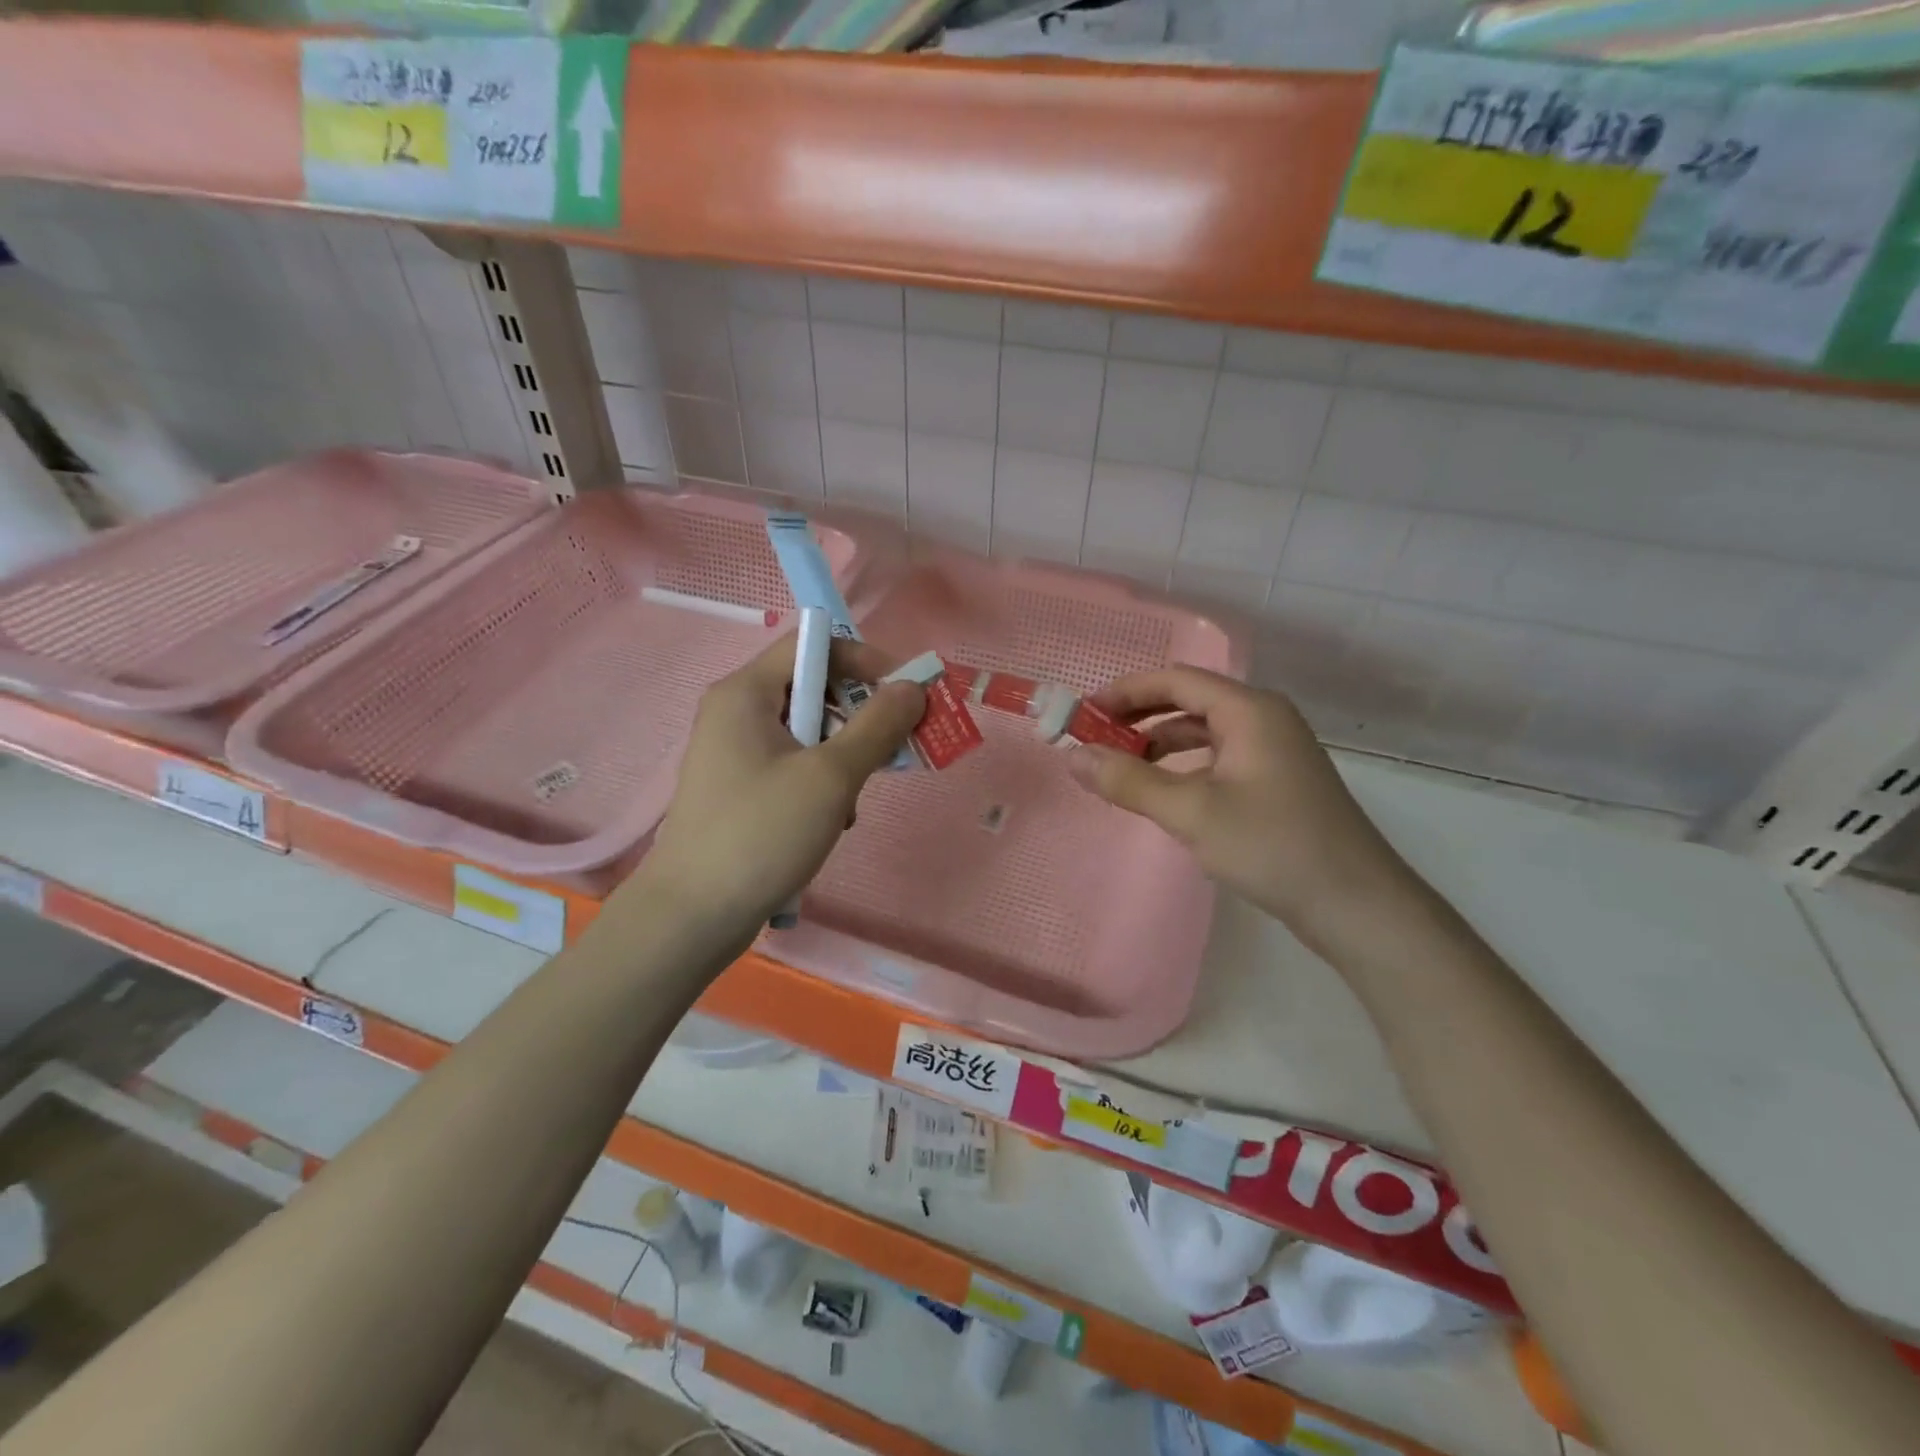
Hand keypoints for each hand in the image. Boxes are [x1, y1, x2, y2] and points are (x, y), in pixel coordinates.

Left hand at [633, 635, 924, 945]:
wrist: (693, 916)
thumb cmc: (762, 833)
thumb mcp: (831, 776)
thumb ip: (877, 726)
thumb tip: (912, 687)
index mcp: (747, 692)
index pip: (813, 644)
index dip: (864, 660)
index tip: (905, 694)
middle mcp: (736, 712)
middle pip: (813, 687)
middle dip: (859, 715)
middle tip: (894, 748)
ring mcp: (735, 752)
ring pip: (808, 731)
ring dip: (844, 756)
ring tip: (854, 800)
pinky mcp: (740, 789)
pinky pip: (793, 764)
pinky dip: (821, 782)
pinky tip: (832, 821)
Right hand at [1067, 666, 1419, 949]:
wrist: (1357, 905)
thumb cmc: (1273, 846)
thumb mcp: (1191, 813)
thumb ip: (1129, 782)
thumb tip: (1074, 757)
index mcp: (1249, 710)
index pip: (1176, 680)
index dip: (1126, 692)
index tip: (1085, 714)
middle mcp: (1264, 719)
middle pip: (1189, 701)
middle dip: (1138, 717)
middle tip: (1095, 740)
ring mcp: (1274, 752)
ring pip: (1203, 732)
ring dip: (1159, 744)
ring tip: (1120, 767)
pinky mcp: (1277, 783)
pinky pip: (1218, 759)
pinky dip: (1184, 767)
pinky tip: (1164, 792)